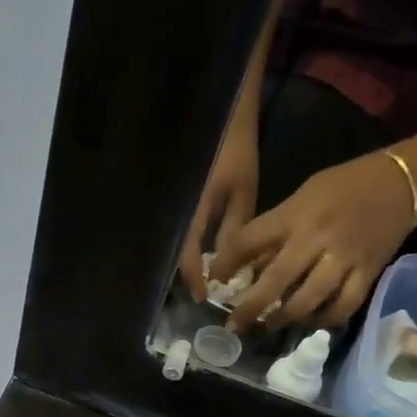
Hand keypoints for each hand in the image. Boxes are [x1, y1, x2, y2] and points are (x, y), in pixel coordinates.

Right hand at [177, 116, 259, 300]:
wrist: (222, 119)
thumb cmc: (236, 154)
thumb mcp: (243, 193)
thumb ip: (234, 231)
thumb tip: (230, 268)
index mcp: (192, 211)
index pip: (186, 255)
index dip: (193, 279)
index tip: (203, 298)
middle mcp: (176, 213)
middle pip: (176, 254)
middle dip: (189, 276)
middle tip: (204, 293)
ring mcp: (173, 209)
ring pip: (175, 246)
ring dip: (188, 264)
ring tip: (203, 279)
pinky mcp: (176, 205)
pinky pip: (179, 234)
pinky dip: (189, 249)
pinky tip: (202, 256)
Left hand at [211, 150, 416, 330]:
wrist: (403, 182)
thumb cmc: (343, 188)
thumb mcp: (303, 196)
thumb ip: (277, 230)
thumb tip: (250, 267)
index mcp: (296, 214)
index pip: (251, 239)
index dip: (227, 263)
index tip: (215, 281)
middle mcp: (317, 237)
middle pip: (277, 278)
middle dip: (251, 306)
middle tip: (234, 325)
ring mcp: (344, 257)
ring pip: (309, 298)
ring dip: (284, 317)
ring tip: (270, 324)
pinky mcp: (368, 273)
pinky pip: (343, 306)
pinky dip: (324, 320)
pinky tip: (310, 322)